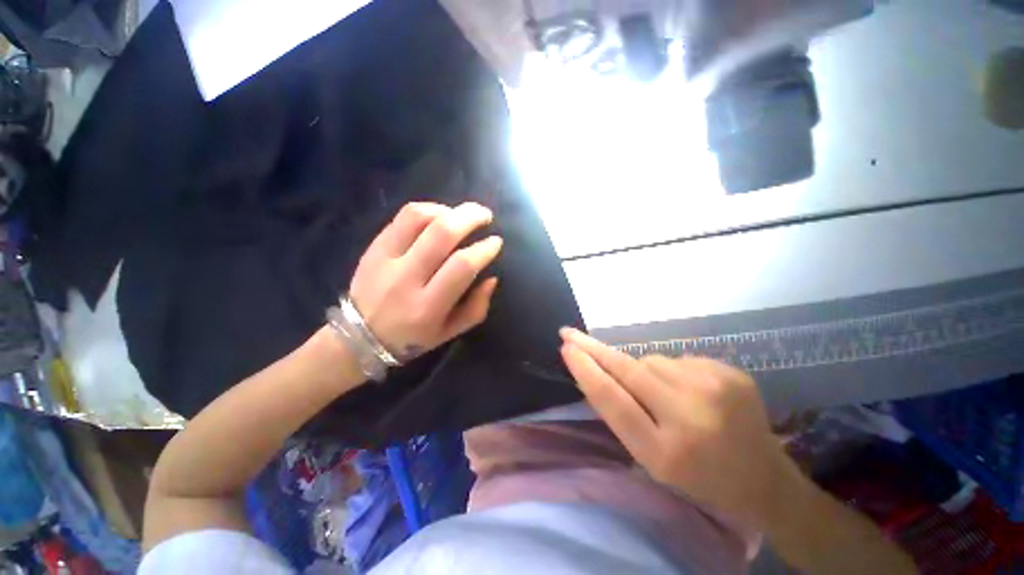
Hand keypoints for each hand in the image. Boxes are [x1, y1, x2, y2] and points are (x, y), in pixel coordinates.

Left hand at [349, 202, 501, 360]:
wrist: (359, 336)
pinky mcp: (374, 247)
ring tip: (461, 215)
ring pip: (419, 218)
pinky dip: (427, 210)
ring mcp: (385, 259)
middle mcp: (406, 279)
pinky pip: (402, 217)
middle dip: (471, 217)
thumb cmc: (412, 338)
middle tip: (486, 216)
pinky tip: (439, 216)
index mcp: (427, 306)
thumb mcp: (450, 332)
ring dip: (448, 210)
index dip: (484, 249)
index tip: (496, 242)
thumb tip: (491, 278)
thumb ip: (476, 308)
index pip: (462, 266)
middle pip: (442, 234)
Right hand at [559, 328, 793, 528]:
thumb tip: (593, 373)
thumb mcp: (652, 460)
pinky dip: (672, 371)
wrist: (766, 480)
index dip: (586, 370)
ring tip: (664, 395)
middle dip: (595, 349)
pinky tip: (690, 391)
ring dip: (644, 371)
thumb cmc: (700, 478)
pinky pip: (678, 359)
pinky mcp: (731, 372)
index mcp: (666, 452)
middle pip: (629, 369)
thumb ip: (622, 415)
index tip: (566, 348)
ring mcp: (716, 388)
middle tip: (569, 333)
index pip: (613, 400)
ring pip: (652, 360)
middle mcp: (692, 416)